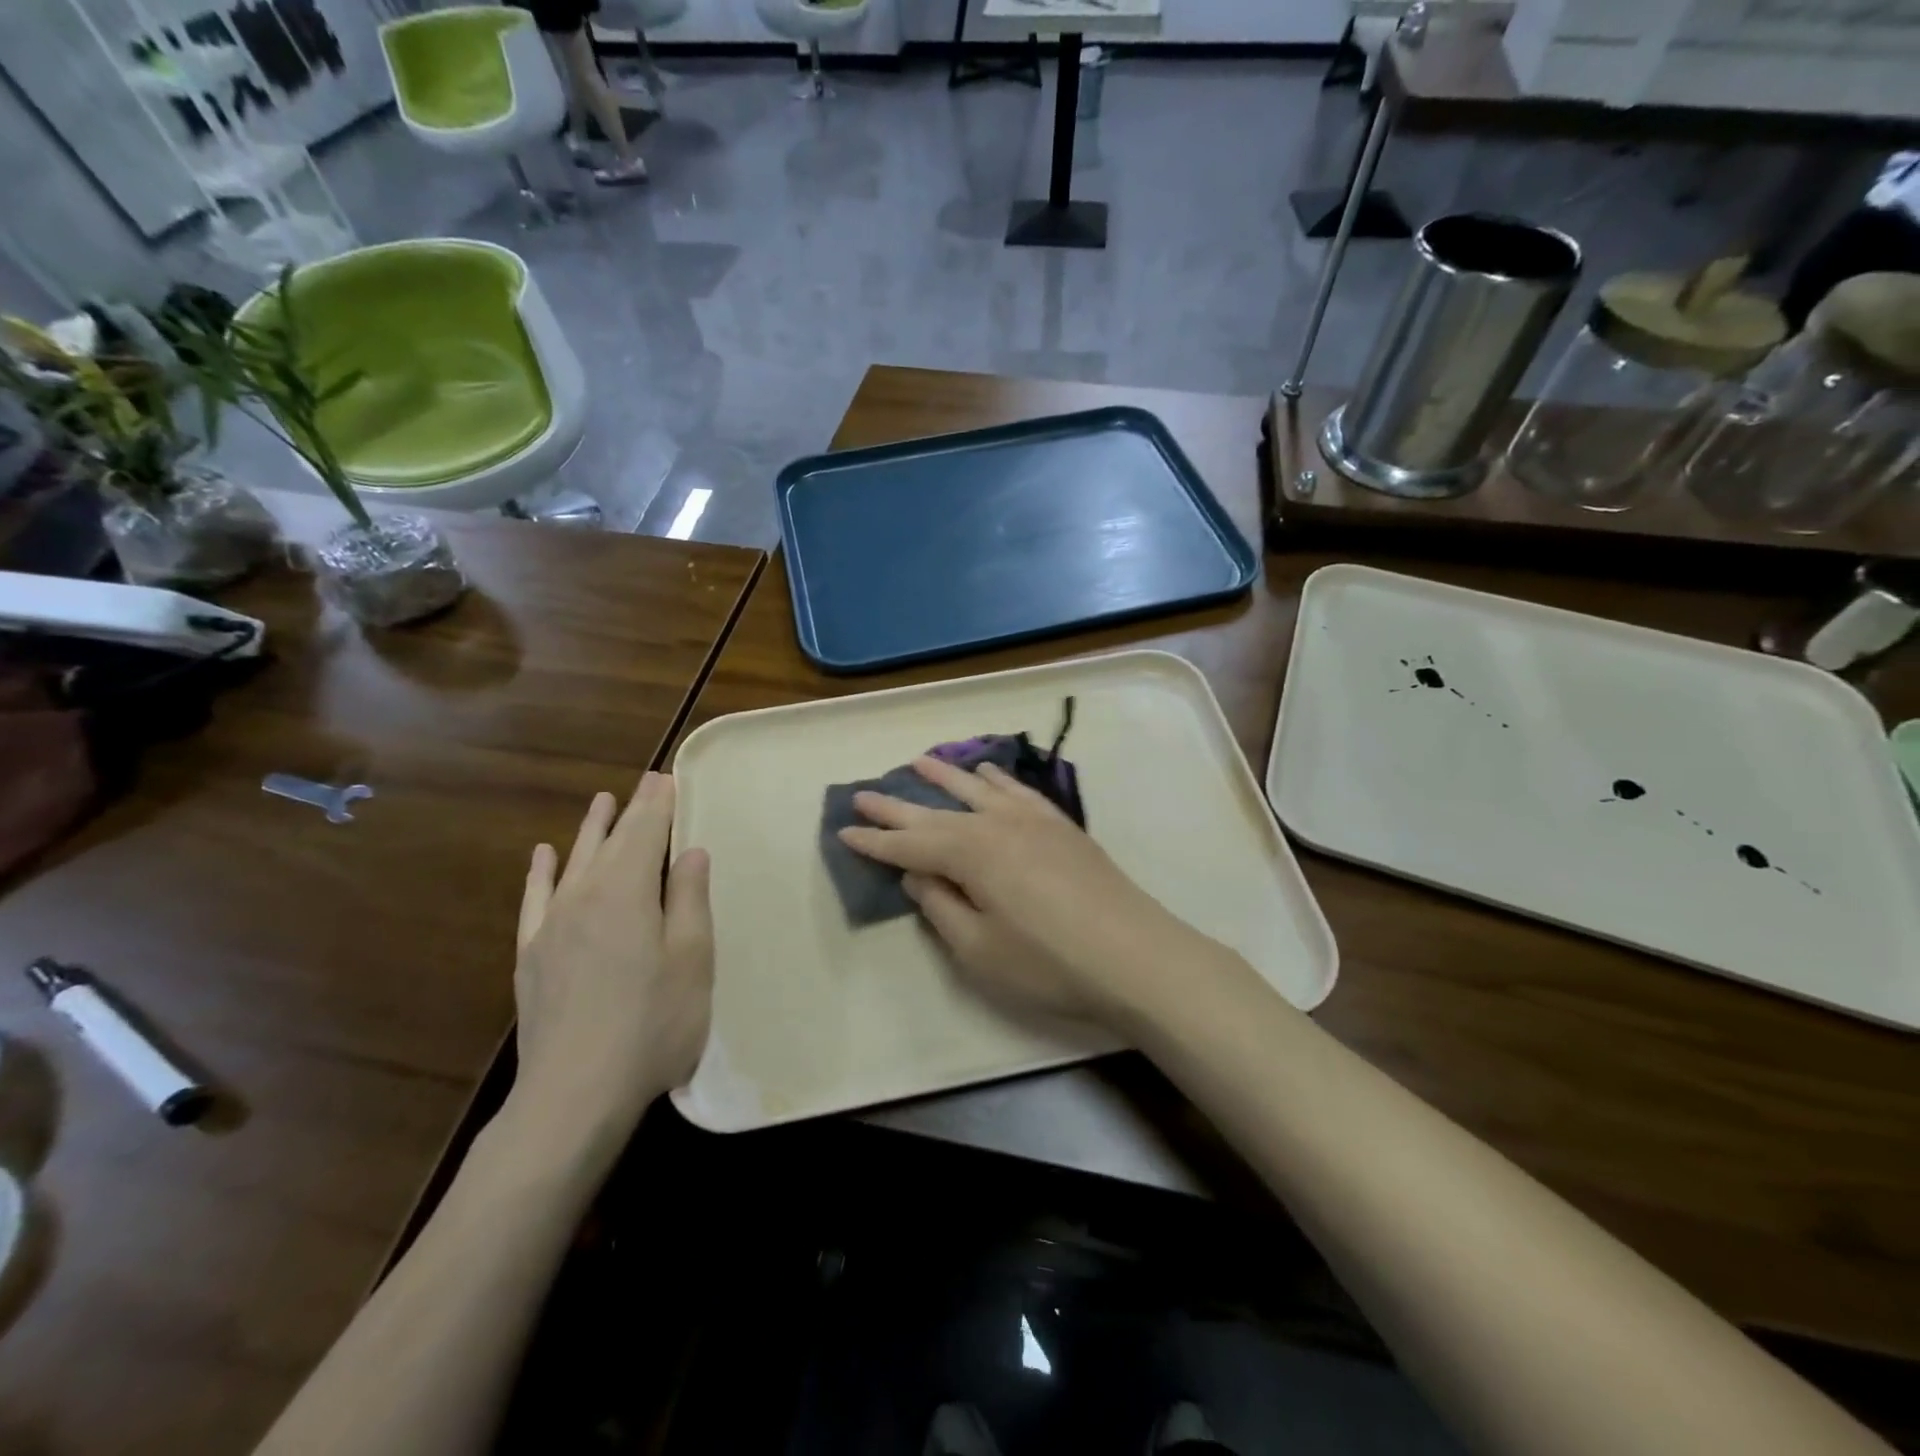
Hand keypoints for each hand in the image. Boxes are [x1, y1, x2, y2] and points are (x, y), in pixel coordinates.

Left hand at [510, 772, 712, 1143]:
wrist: (575, 1094)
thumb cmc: (652, 1024)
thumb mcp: (692, 960)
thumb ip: (689, 899)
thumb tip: (689, 851)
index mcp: (628, 892)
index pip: (646, 832)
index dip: (659, 803)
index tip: (668, 777)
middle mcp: (585, 896)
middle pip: (612, 841)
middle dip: (632, 810)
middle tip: (647, 782)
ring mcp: (551, 925)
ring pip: (573, 862)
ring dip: (591, 830)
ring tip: (602, 802)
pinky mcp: (532, 955)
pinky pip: (535, 899)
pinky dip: (541, 873)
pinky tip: (542, 857)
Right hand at [837, 756, 1225, 1028]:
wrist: (1133, 954)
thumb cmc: (1048, 962)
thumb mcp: (979, 949)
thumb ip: (941, 907)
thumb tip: (917, 873)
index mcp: (970, 853)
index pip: (909, 844)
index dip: (875, 841)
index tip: (844, 831)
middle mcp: (996, 823)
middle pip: (935, 811)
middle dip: (896, 805)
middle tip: (862, 793)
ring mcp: (1032, 819)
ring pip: (976, 788)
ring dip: (944, 776)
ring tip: (917, 762)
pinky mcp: (1060, 824)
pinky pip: (1017, 790)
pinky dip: (996, 778)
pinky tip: (986, 771)